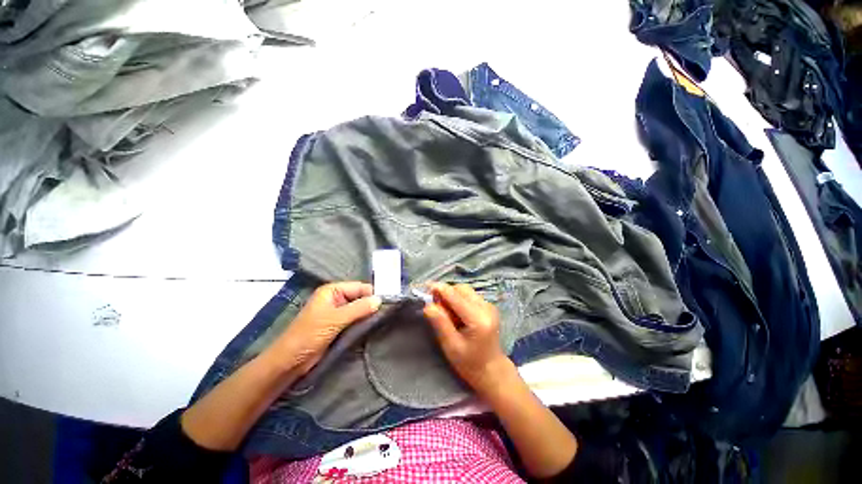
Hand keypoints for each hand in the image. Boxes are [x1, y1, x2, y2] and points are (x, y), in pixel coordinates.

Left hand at [270, 281, 381, 374]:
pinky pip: (355, 319)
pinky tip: (372, 326)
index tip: (387, 303)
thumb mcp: (335, 319)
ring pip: (358, 309)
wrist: (290, 361)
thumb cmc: (309, 335)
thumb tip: (380, 299)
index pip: (359, 287)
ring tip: (381, 320)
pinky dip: (363, 322)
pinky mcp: (338, 325)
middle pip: (360, 297)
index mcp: (332, 291)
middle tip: (386, 313)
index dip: (372, 294)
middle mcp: (335, 298)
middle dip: (371, 304)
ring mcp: (337, 312)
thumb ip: (359, 308)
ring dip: (367, 314)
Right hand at [423, 282, 511, 394]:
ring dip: (452, 296)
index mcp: (478, 319)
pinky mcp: (488, 307)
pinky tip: (455, 314)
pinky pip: (469, 296)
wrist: (491, 370)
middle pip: (462, 289)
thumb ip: (440, 323)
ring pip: (465, 291)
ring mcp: (489, 306)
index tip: (425, 287)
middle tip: (435, 306)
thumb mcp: (451, 346)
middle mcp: (486, 308)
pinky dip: (459, 300)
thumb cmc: (469, 363)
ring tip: (446, 313)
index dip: (440, 289)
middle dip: (446, 293)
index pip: (456, 296)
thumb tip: (428, 305)